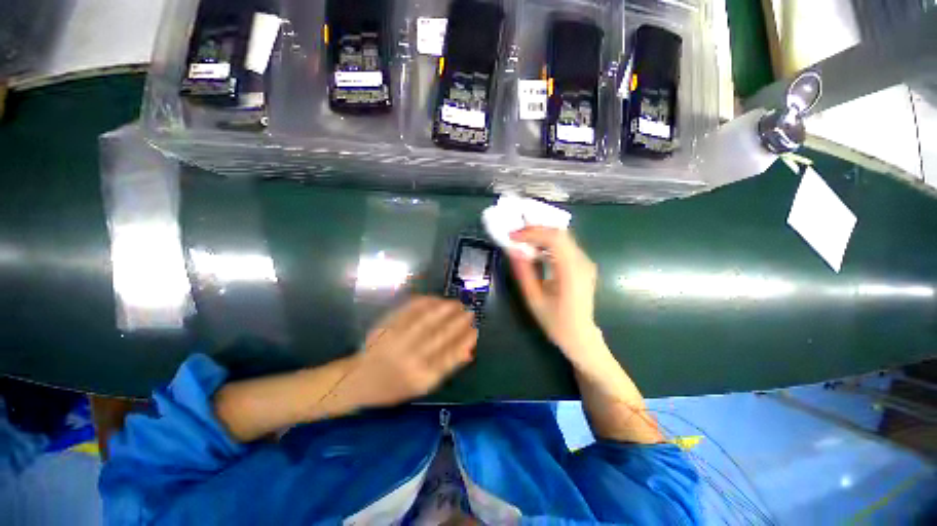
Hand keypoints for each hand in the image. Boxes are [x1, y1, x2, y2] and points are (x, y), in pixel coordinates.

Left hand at [345, 296, 476, 407]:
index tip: (475, 330)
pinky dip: (425, 303)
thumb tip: (469, 351)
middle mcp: (410, 360)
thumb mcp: (421, 386)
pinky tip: (435, 299)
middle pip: (441, 335)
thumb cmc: (393, 387)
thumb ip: (445, 368)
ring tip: (456, 303)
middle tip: (469, 312)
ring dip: (445, 309)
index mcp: (421, 378)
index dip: (465, 340)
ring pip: (427, 320)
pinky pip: (408, 311)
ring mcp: (397, 342)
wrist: (358, 380)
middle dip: (459, 322)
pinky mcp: (386, 328)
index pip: (450, 355)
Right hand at [508, 227, 601, 363]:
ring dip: (541, 235)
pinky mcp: (583, 264)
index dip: (532, 233)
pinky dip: (548, 243)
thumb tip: (513, 250)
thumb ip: (523, 272)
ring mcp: (585, 262)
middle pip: (560, 233)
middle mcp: (583, 262)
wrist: (581, 336)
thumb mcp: (534, 299)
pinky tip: (536, 249)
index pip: (554, 239)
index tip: (512, 235)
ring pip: (563, 237)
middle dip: (535, 229)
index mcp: (572, 272)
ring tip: (522, 240)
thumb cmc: (556, 322)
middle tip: (515, 234)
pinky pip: (565, 246)